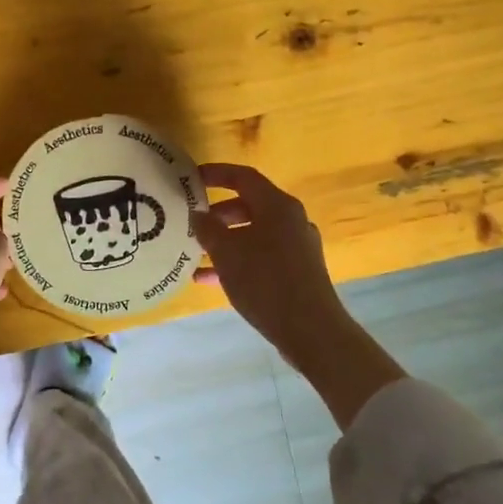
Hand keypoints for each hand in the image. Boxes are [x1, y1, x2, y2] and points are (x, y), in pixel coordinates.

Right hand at [192, 163, 404, 428]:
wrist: (310, 329)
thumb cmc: (265, 282)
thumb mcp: (227, 253)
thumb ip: (209, 229)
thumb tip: (199, 214)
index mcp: (277, 206)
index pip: (243, 177)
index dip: (216, 174)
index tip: (192, 178)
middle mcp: (291, 220)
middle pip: (249, 205)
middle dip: (218, 213)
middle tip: (193, 222)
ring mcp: (296, 246)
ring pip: (254, 233)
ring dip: (225, 240)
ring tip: (196, 253)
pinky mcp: (297, 271)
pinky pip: (261, 256)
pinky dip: (238, 261)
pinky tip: (210, 280)